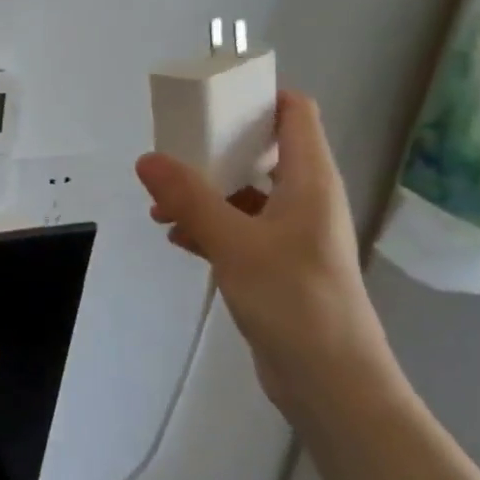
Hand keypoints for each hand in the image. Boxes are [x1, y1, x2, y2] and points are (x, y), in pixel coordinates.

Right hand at [135, 90, 398, 420]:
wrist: (332, 383)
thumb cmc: (293, 300)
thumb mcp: (234, 242)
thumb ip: (190, 198)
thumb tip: (148, 159)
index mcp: (310, 180)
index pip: (295, 113)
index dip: (259, 96)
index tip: (212, 97)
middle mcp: (306, 199)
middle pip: (263, 151)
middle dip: (215, 148)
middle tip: (172, 150)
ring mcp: (294, 234)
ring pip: (246, 194)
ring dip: (206, 193)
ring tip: (161, 204)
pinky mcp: (279, 265)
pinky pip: (241, 229)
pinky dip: (211, 226)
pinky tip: (178, 238)